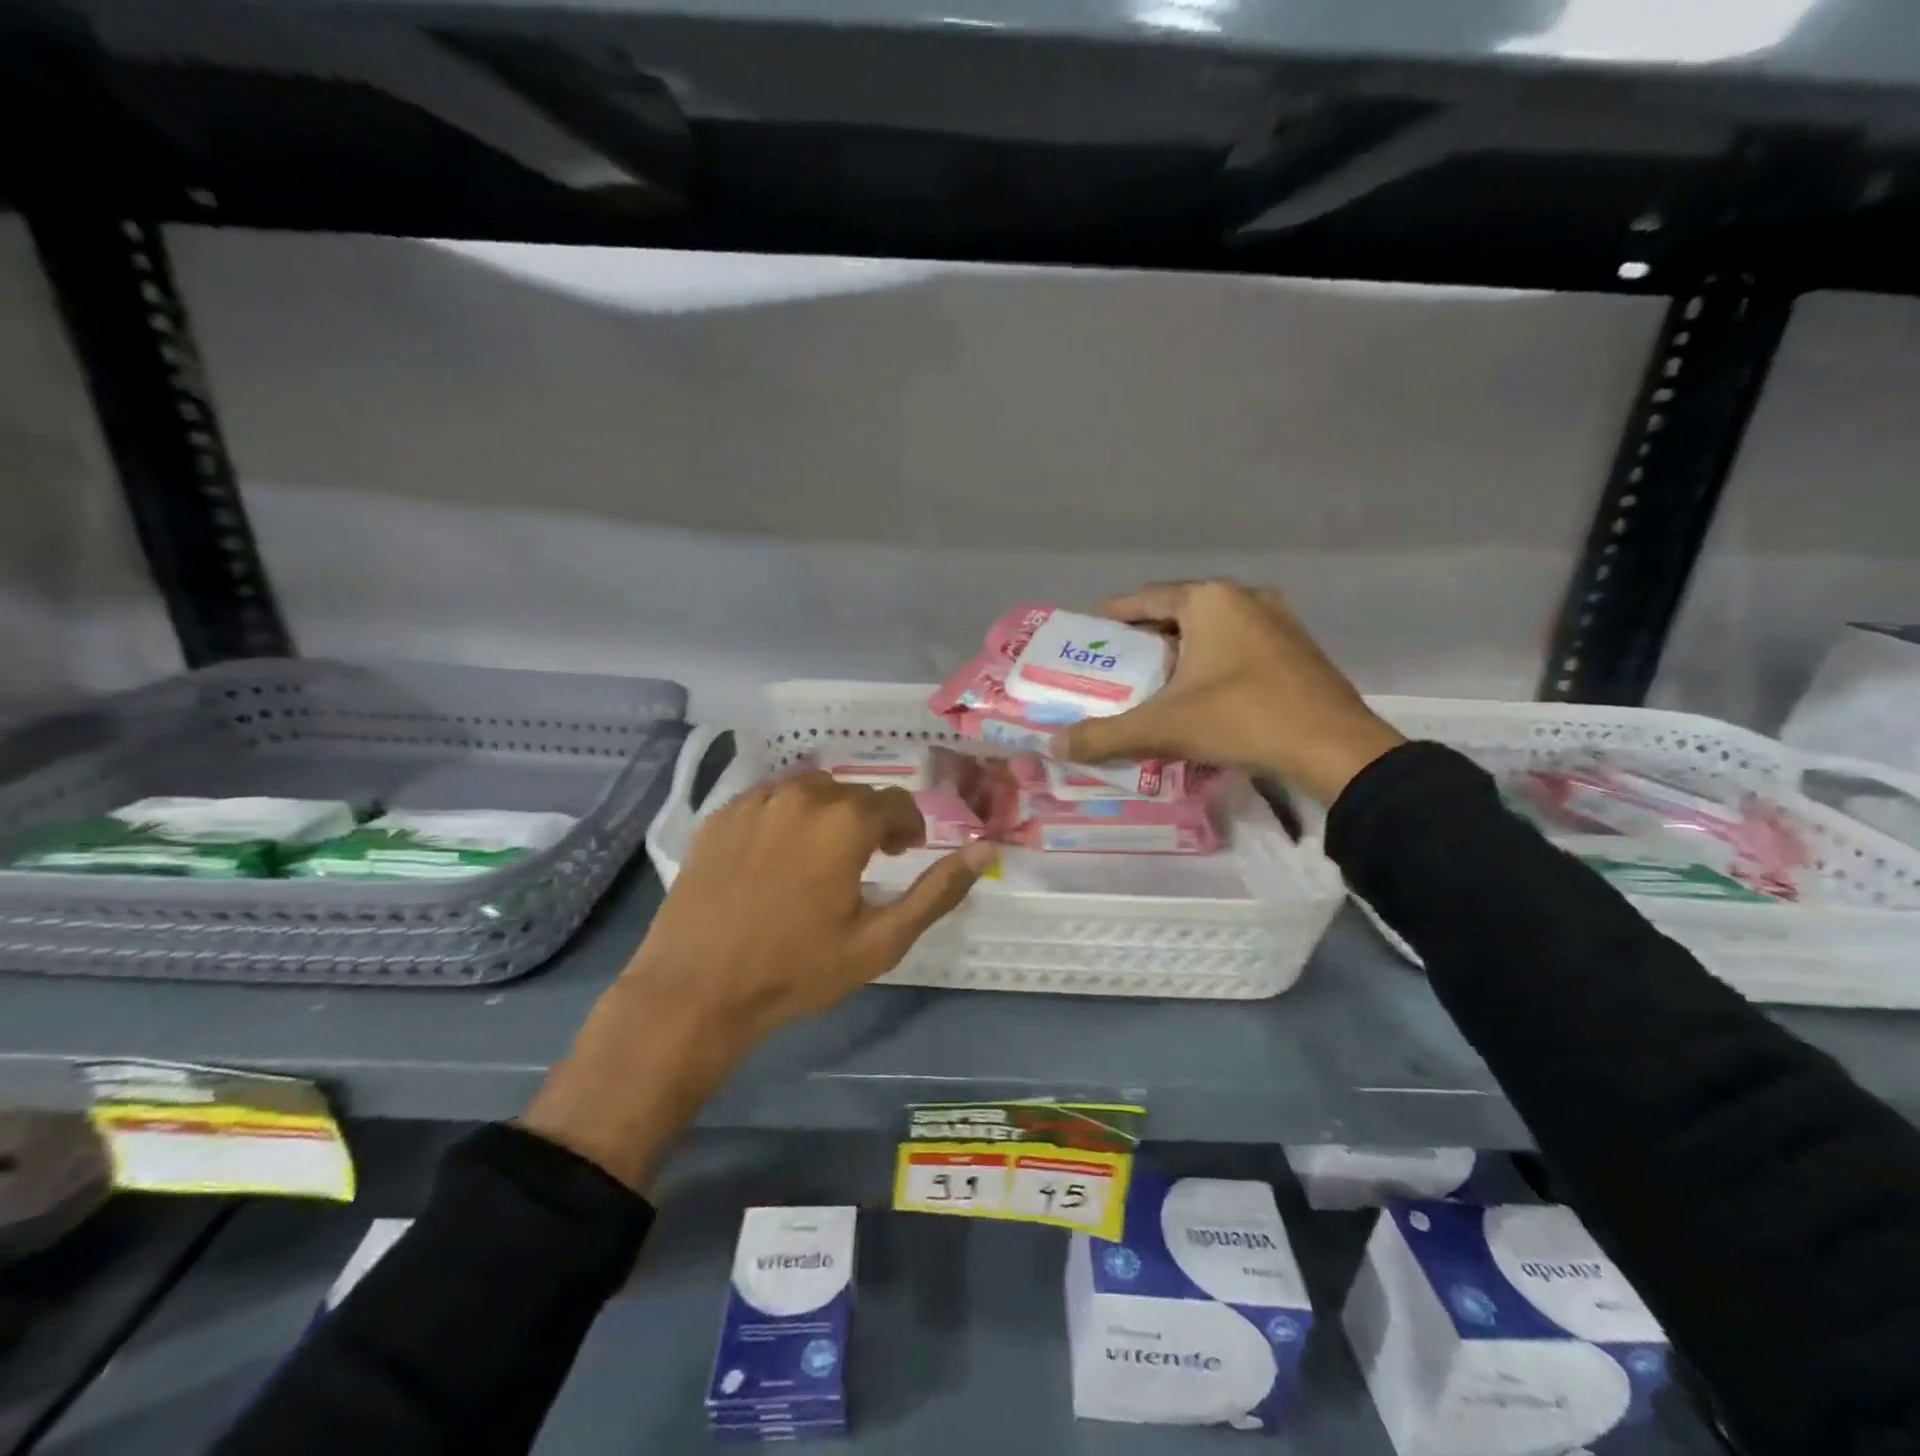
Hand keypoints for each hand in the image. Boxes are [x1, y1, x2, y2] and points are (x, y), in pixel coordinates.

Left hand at [522, 773, 992, 1191]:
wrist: (696, 990)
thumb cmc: (796, 970)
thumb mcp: (880, 941)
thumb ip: (938, 891)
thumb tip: (985, 849)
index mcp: (845, 820)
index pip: (896, 802)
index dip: (908, 827)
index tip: (903, 854)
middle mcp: (802, 795)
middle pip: (853, 794)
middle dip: (869, 822)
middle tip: (864, 864)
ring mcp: (755, 801)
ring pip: (810, 792)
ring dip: (827, 816)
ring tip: (819, 859)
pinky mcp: (720, 815)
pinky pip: (769, 800)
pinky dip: (785, 818)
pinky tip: (774, 859)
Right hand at [1050, 581, 1405, 804]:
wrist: (1335, 749)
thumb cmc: (1242, 719)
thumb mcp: (1164, 727)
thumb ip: (1105, 735)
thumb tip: (1055, 745)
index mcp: (1209, 601)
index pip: (1145, 599)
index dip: (1112, 616)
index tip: (1087, 634)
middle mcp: (1244, 598)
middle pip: (1178, 613)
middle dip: (1145, 638)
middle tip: (1114, 665)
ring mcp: (1277, 621)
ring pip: (1211, 631)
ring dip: (1180, 652)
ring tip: (1151, 682)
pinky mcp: (1296, 649)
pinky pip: (1238, 646)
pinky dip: (1211, 663)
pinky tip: (1199, 694)